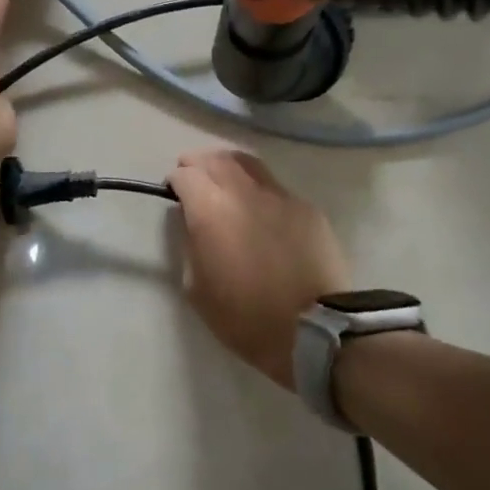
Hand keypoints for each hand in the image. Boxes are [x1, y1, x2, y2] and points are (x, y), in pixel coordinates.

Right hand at [168, 149, 349, 389]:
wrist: (315, 330)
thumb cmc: (246, 318)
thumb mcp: (197, 288)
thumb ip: (191, 245)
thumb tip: (195, 224)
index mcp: (211, 211)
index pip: (186, 175)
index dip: (176, 181)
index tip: (173, 192)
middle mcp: (244, 193)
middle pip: (216, 159)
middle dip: (199, 163)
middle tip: (193, 176)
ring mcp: (280, 197)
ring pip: (248, 164)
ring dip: (229, 167)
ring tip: (224, 180)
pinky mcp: (307, 208)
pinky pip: (275, 187)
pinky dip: (258, 189)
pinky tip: (260, 209)